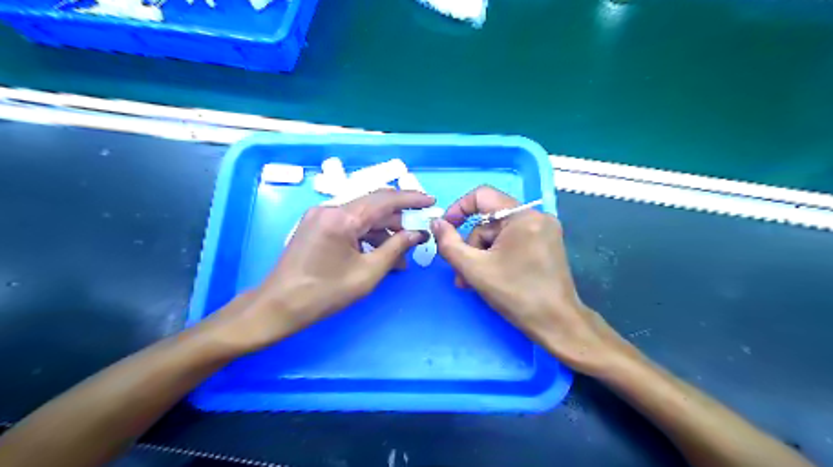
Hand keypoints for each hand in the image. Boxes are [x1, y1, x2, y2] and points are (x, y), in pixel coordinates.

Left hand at [211, 188, 437, 351]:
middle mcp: (330, 209)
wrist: (278, 307)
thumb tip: (417, 233)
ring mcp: (320, 216)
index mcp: (342, 217)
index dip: (411, 199)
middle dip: (399, 218)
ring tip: (402, 253)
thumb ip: (395, 248)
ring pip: (362, 217)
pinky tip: (381, 253)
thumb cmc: (324, 293)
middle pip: (373, 206)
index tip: (431, 202)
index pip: (385, 199)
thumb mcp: (367, 273)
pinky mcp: (316, 226)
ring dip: (384, 231)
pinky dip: (367, 236)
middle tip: (419, 233)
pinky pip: (349, 225)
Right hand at [429, 185, 631, 372]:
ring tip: (472, 282)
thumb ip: (449, 244)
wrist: (558, 324)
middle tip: (461, 272)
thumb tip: (436, 223)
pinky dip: (497, 256)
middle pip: (489, 221)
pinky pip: (512, 242)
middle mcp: (537, 217)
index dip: (458, 209)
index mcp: (523, 216)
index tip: (445, 228)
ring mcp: (544, 231)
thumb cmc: (517, 295)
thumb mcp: (475, 269)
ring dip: (482, 256)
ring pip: (499, 234)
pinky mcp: (546, 244)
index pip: (482, 195)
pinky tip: (489, 277)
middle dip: (471, 246)